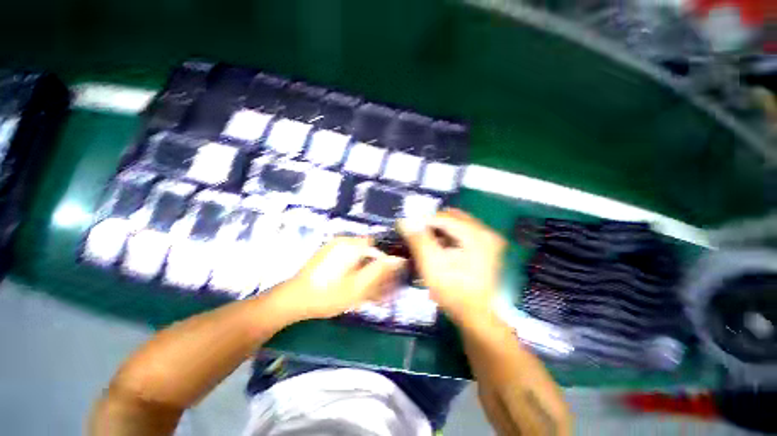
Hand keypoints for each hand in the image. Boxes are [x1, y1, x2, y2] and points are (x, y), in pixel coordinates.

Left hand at [276, 236, 405, 320]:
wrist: (292, 300)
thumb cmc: (327, 295)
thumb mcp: (358, 286)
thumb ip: (379, 271)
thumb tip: (398, 259)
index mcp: (352, 245)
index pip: (378, 246)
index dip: (385, 262)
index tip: (388, 279)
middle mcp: (344, 241)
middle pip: (368, 252)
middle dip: (376, 270)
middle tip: (379, 289)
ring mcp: (334, 247)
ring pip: (359, 257)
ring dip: (366, 272)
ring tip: (367, 292)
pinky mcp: (328, 255)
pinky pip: (348, 260)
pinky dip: (355, 271)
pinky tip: (354, 286)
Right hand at [399, 208, 505, 321]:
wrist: (476, 316)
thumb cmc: (453, 291)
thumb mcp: (431, 264)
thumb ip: (418, 239)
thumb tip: (404, 220)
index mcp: (476, 234)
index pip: (443, 217)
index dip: (423, 221)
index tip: (407, 227)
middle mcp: (486, 231)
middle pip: (452, 217)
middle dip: (432, 224)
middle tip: (417, 234)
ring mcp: (488, 239)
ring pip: (457, 223)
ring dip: (440, 229)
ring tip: (427, 242)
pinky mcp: (487, 246)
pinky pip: (463, 232)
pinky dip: (449, 236)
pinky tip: (440, 247)